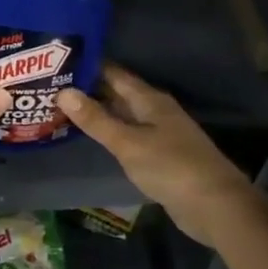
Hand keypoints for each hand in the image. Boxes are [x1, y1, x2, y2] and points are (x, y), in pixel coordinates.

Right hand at [57, 64, 259, 247]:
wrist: (216, 206)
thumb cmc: (171, 167)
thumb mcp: (128, 143)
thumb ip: (96, 120)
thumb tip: (63, 91)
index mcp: (149, 100)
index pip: (114, 73)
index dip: (88, 66)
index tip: (57, 61)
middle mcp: (155, 111)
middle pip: (118, 93)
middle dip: (88, 90)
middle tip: (51, 86)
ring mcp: (160, 134)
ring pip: (123, 116)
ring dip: (98, 113)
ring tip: (62, 109)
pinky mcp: (161, 156)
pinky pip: (129, 137)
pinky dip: (110, 134)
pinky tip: (91, 139)